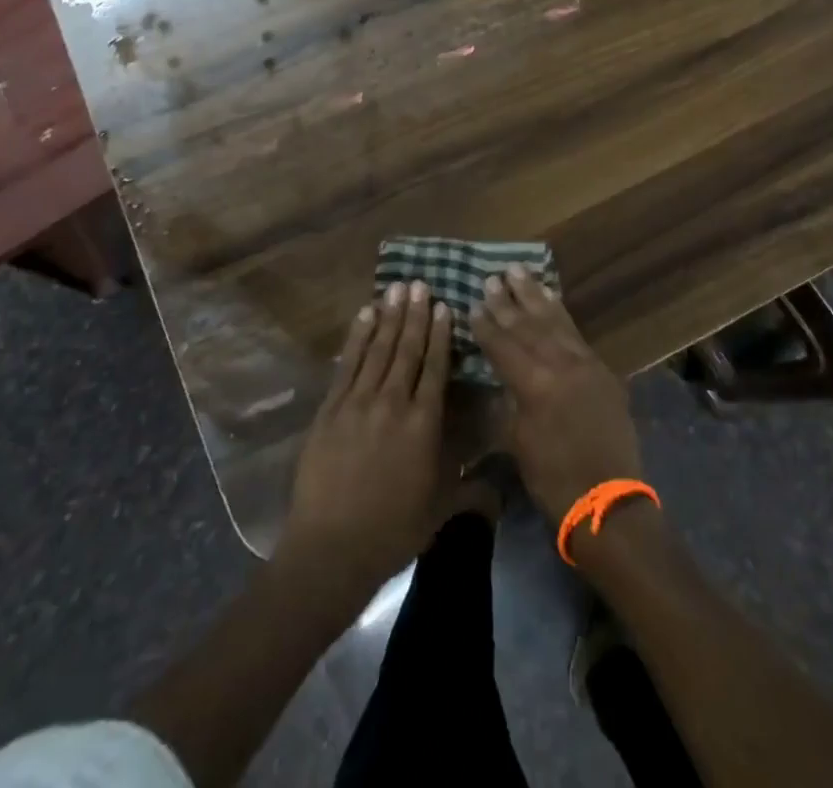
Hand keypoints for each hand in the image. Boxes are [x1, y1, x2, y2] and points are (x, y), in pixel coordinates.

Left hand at [277, 282, 452, 602]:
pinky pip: (347, 363)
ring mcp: (358, 402)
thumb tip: (501, 488)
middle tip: (420, 284)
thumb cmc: (392, 531)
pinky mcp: (330, 408)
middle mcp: (393, 402)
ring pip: (378, 349)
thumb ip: (471, 490)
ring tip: (397, 289)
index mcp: (423, 423)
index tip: (445, 306)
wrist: (331, 548)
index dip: (441, 335)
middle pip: (407, 349)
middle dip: (415, 315)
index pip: (435, 367)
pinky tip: (365, 315)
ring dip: (389, 317)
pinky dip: (357, 336)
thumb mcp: (440, 510)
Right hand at [471, 264, 641, 522]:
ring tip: (519, 272)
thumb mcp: (518, 442)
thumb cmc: (553, 479)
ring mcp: (584, 363)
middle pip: (527, 326)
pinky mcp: (600, 369)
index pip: (503, 346)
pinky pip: (575, 331)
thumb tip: (497, 379)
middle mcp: (560, 364)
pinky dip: (560, 312)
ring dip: (534, 296)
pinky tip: (551, 298)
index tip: (473, 304)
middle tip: (492, 278)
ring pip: (554, 320)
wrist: (608, 501)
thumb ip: (507, 403)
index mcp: (534, 384)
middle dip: (507, 302)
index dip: (486, 325)